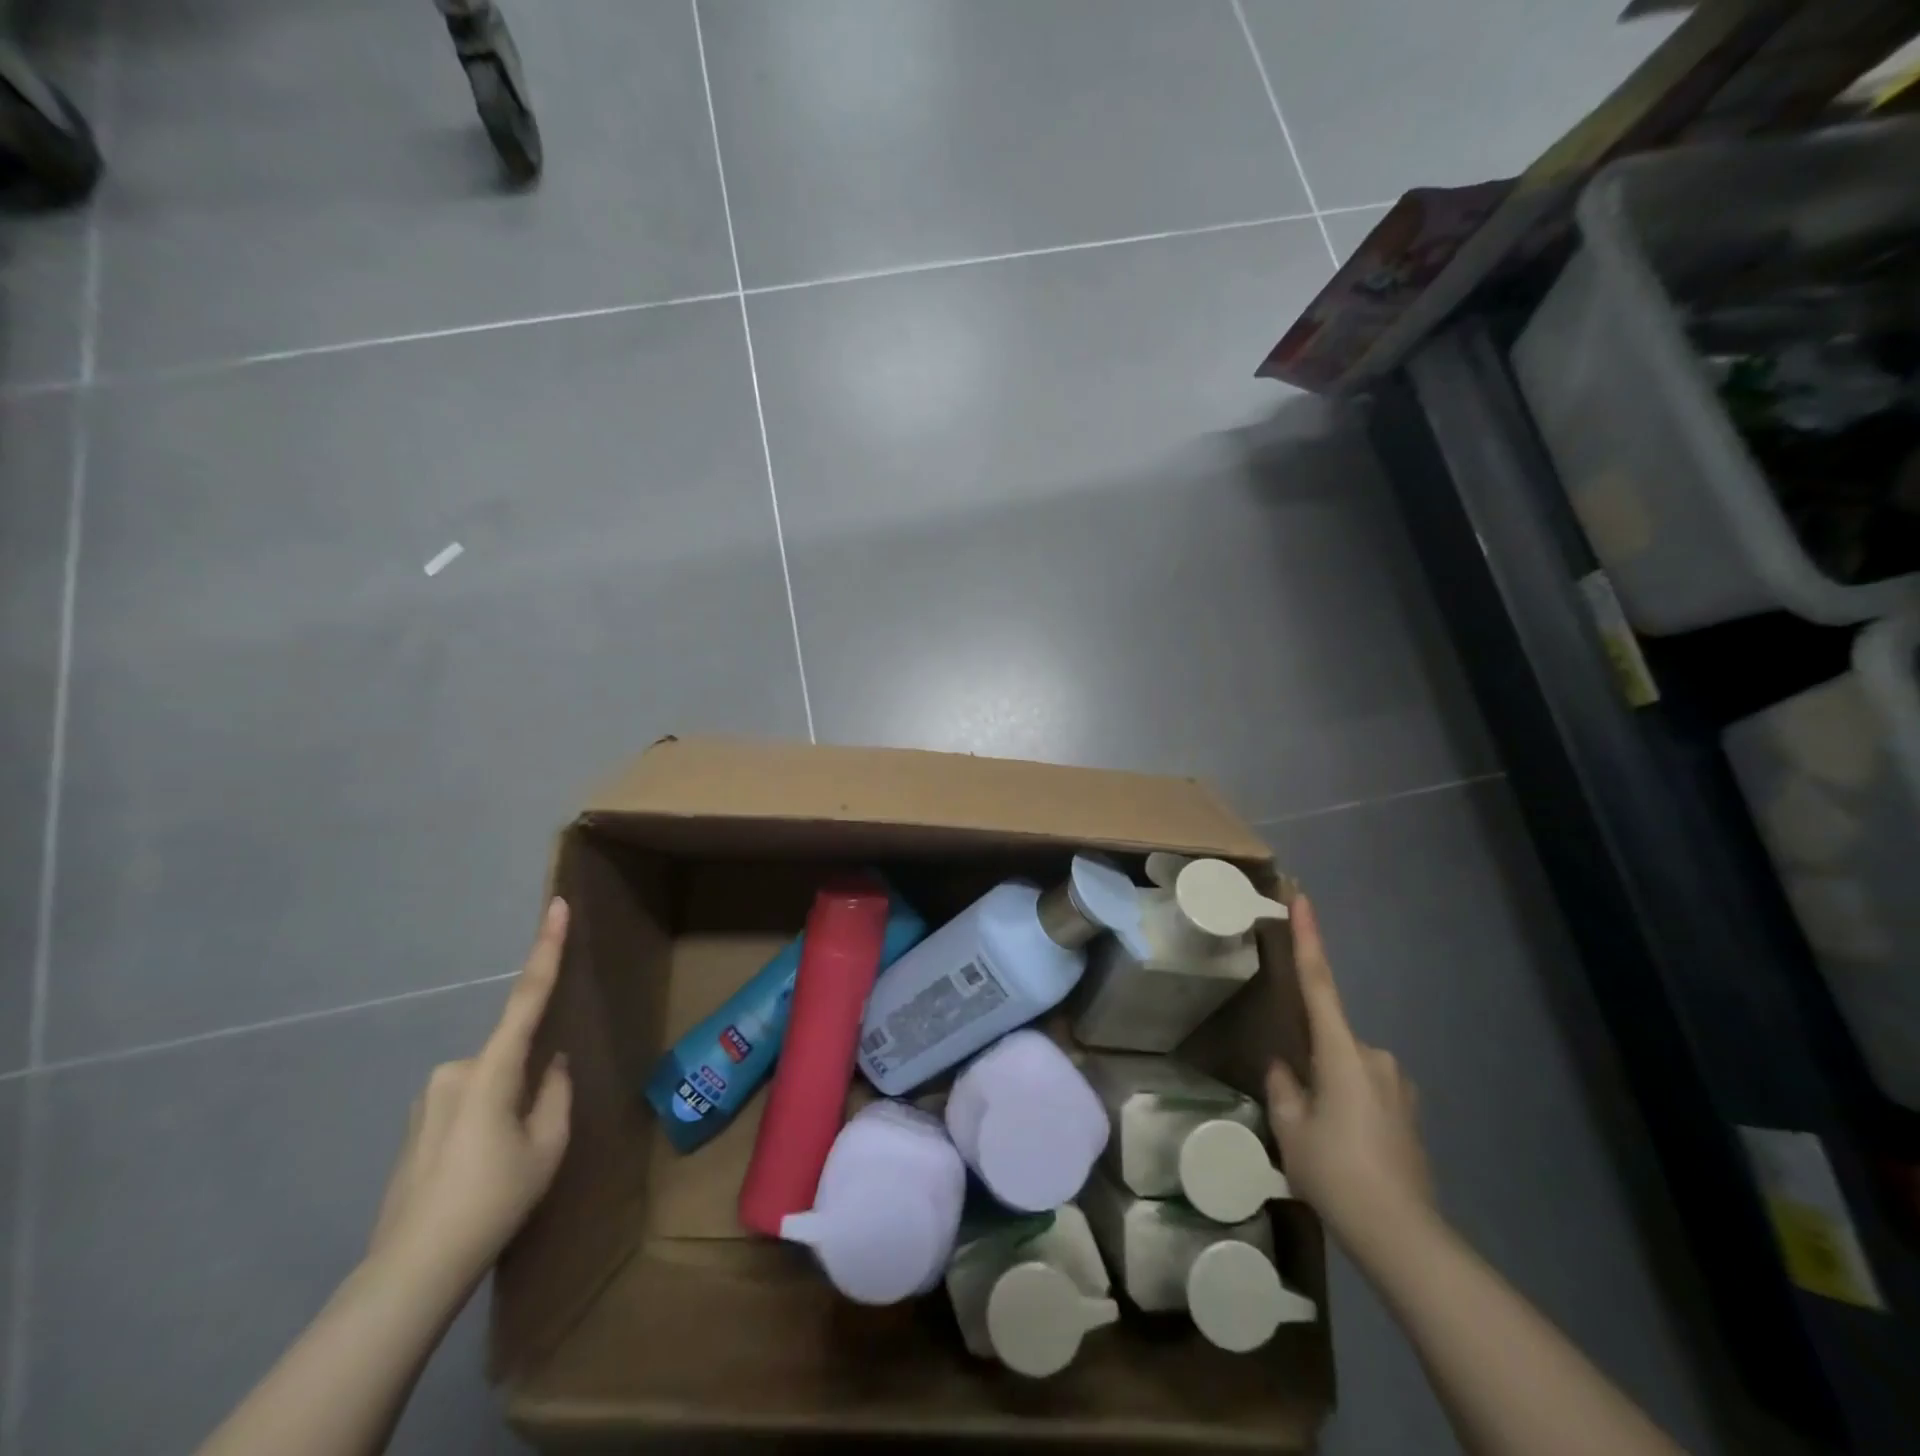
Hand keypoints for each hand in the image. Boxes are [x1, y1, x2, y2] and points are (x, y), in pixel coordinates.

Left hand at [369, 898, 573, 1286]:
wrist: (411, 1271)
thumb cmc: (492, 1200)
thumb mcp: (548, 1147)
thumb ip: (556, 1092)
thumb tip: (552, 1064)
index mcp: (491, 1070)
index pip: (528, 996)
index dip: (546, 948)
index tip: (557, 906)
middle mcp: (454, 1071)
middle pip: (512, 1056)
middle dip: (531, 1083)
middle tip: (532, 1140)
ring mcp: (430, 1096)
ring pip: (491, 1082)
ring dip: (508, 1107)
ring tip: (504, 1167)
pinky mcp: (417, 1121)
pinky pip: (469, 1101)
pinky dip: (487, 1121)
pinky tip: (482, 1170)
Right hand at [1265, 892, 1433, 1252]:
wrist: (1402, 1236)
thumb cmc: (1337, 1172)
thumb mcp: (1292, 1129)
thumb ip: (1283, 1087)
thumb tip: (1283, 1068)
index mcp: (1342, 1052)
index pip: (1319, 982)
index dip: (1308, 938)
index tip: (1303, 898)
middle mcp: (1375, 1057)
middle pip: (1330, 1041)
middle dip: (1311, 1063)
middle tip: (1300, 1111)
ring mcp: (1398, 1085)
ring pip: (1348, 1069)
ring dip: (1331, 1089)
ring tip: (1322, 1141)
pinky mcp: (1409, 1112)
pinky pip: (1368, 1092)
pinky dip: (1350, 1107)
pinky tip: (1346, 1149)